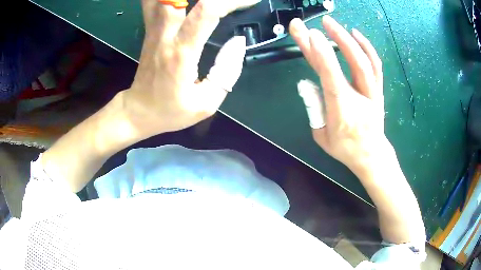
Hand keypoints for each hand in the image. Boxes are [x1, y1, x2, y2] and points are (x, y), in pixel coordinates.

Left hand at [123, 0, 259, 136]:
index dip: (230, 1)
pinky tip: (180, 1)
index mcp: (181, 52)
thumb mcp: (206, 103)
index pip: (207, 12)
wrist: (139, 110)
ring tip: (209, 1)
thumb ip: (227, 72)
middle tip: (228, 0)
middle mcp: (165, 34)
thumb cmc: (171, 110)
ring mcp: (154, 29)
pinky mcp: (150, 29)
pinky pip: (153, 2)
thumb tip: (238, 42)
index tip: (250, 1)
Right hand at [290, 15, 386, 171]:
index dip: (321, 54)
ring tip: (332, 23)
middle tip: (317, 23)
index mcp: (342, 110)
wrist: (371, 155)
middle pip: (350, 62)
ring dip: (348, 38)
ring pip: (364, 60)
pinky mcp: (377, 89)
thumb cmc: (345, 148)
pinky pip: (375, 64)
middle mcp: (360, 97)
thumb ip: (314, 108)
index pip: (332, 77)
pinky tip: (355, 33)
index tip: (310, 35)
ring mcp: (372, 92)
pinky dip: (366, 47)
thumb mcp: (321, 135)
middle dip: (332, 38)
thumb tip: (307, 83)